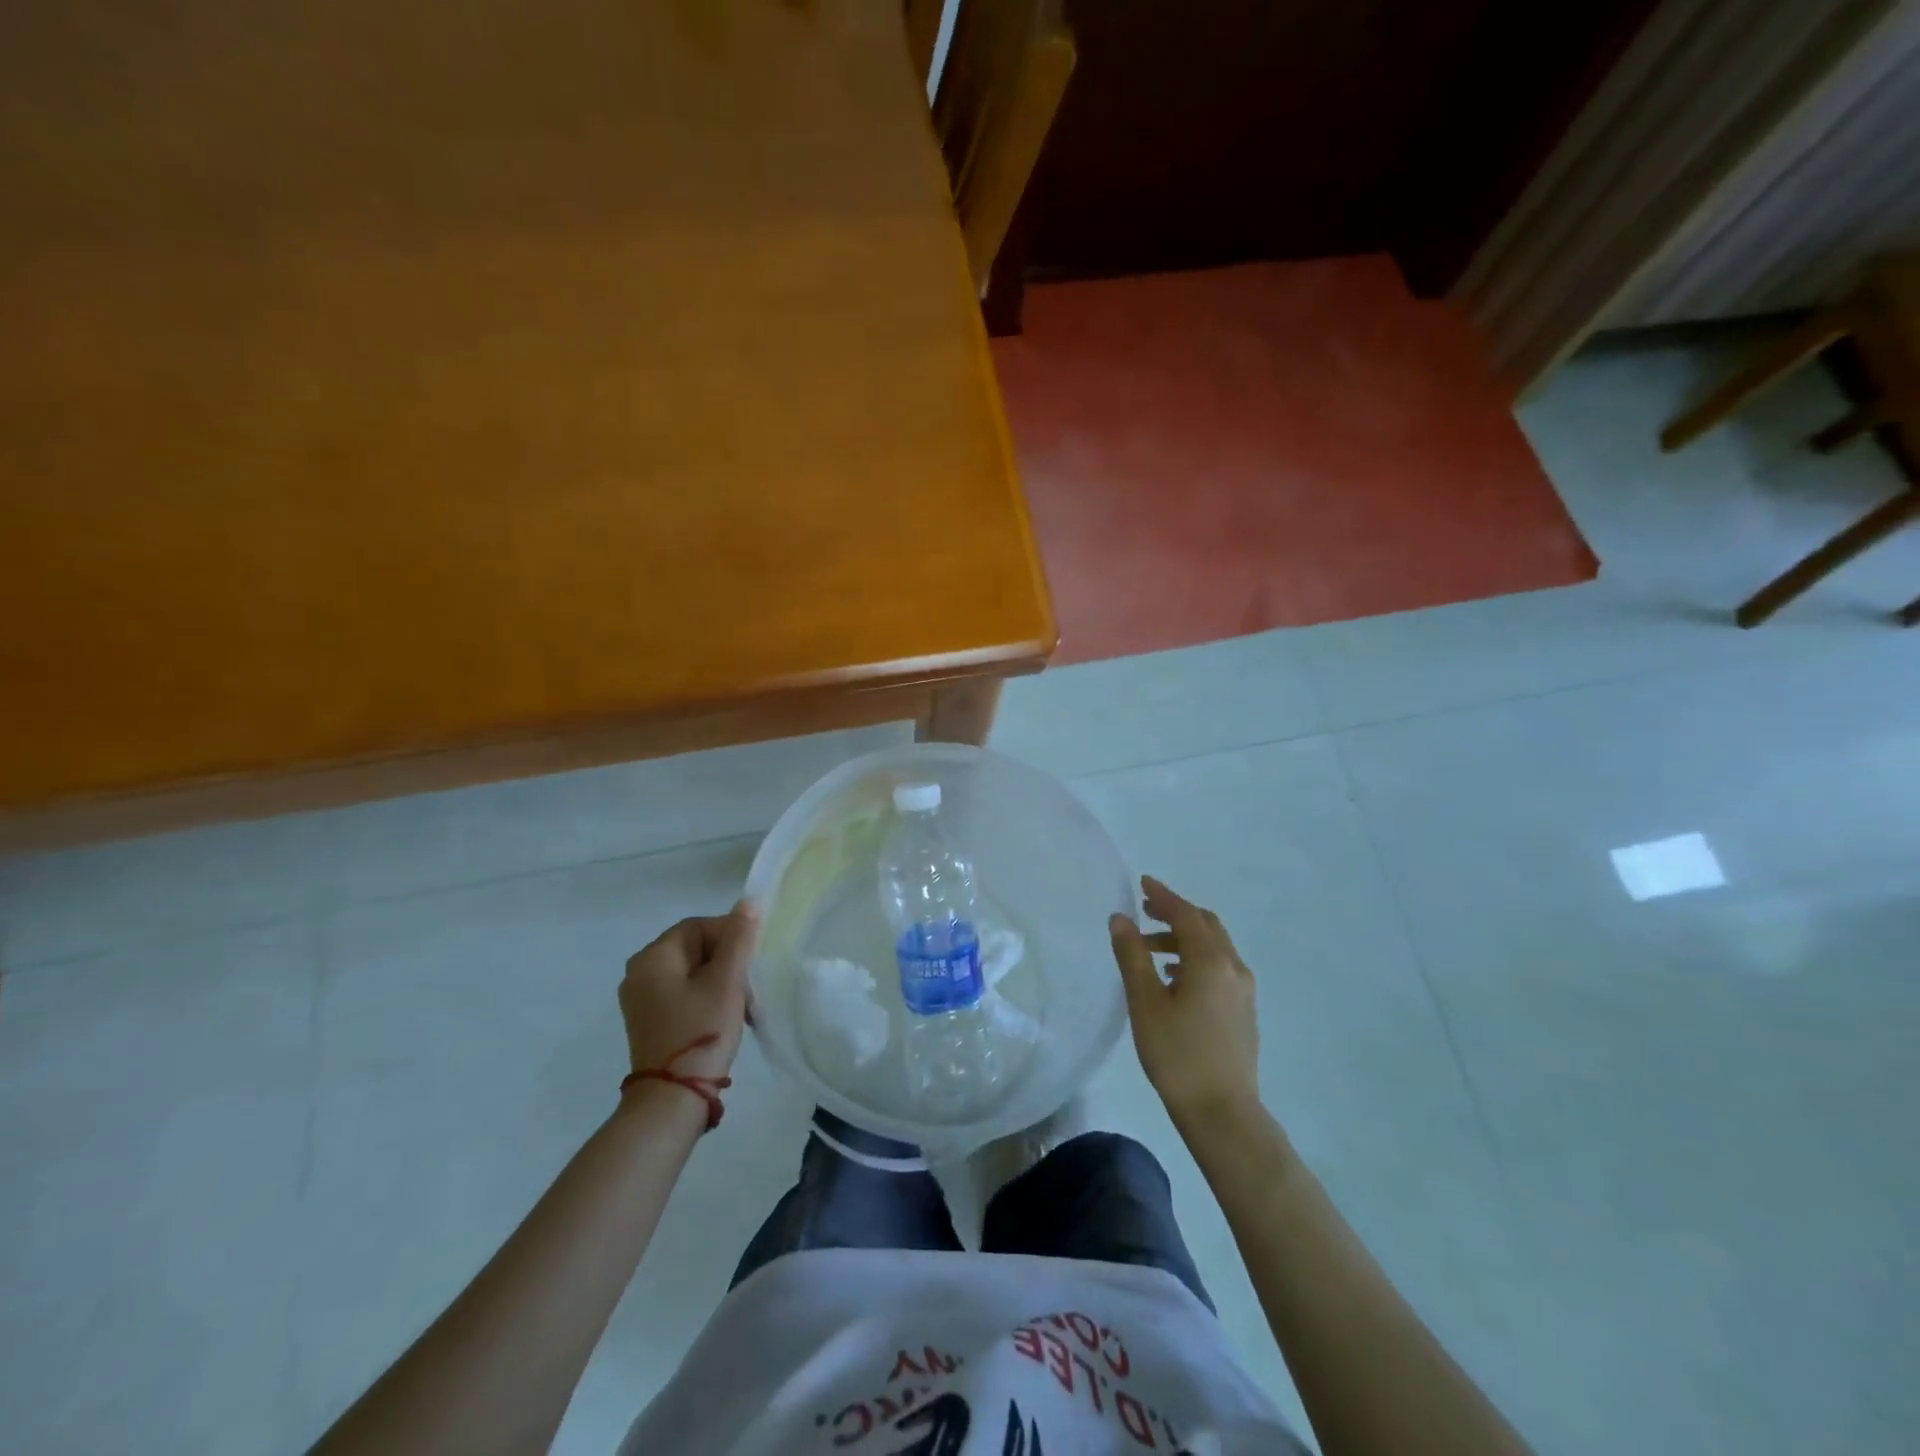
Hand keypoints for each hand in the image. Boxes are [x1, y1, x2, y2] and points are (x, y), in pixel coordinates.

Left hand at [619, 901, 757, 1085]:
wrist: (672, 1100)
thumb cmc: (701, 1030)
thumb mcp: (727, 981)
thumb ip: (738, 938)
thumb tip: (748, 902)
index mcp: (652, 957)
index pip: (697, 926)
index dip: (729, 933)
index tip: (752, 956)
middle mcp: (638, 973)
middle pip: (693, 948)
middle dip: (726, 959)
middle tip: (750, 980)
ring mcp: (641, 1000)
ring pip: (690, 973)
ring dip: (720, 980)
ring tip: (743, 1001)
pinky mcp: (649, 1022)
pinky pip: (682, 994)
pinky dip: (706, 997)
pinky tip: (726, 1016)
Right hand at [1109, 876, 1259, 1125]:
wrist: (1223, 1113)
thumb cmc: (1177, 1054)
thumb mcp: (1145, 1002)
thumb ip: (1132, 955)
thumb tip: (1120, 918)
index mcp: (1210, 960)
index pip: (1186, 914)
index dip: (1163, 896)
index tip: (1143, 883)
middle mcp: (1233, 968)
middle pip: (1205, 926)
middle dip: (1175, 914)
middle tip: (1145, 912)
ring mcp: (1243, 991)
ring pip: (1214, 948)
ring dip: (1183, 940)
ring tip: (1149, 952)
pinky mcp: (1244, 1012)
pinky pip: (1219, 968)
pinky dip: (1195, 959)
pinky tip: (1173, 980)